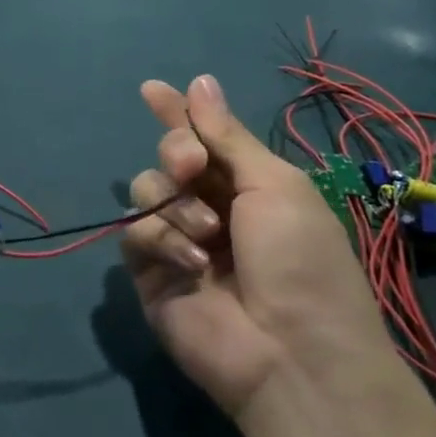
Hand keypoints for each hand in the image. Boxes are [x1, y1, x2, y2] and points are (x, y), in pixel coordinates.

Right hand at [120, 75, 392, 422]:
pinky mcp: (150, 273)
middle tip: (191, 164)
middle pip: (169, 157)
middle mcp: (210, 207)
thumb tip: (200, 81)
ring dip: (173, 202)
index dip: (178, 113)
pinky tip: (193, 264)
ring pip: (146, 190)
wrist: (292, 355)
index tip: (151, 89)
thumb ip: (227, 136)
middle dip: (176, 151)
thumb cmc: (300, 260)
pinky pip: (135, 233)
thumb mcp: (275, 186)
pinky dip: (161, 240)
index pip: (203, 137)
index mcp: (248, 185)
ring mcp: (178, 240)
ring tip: (206, 233)